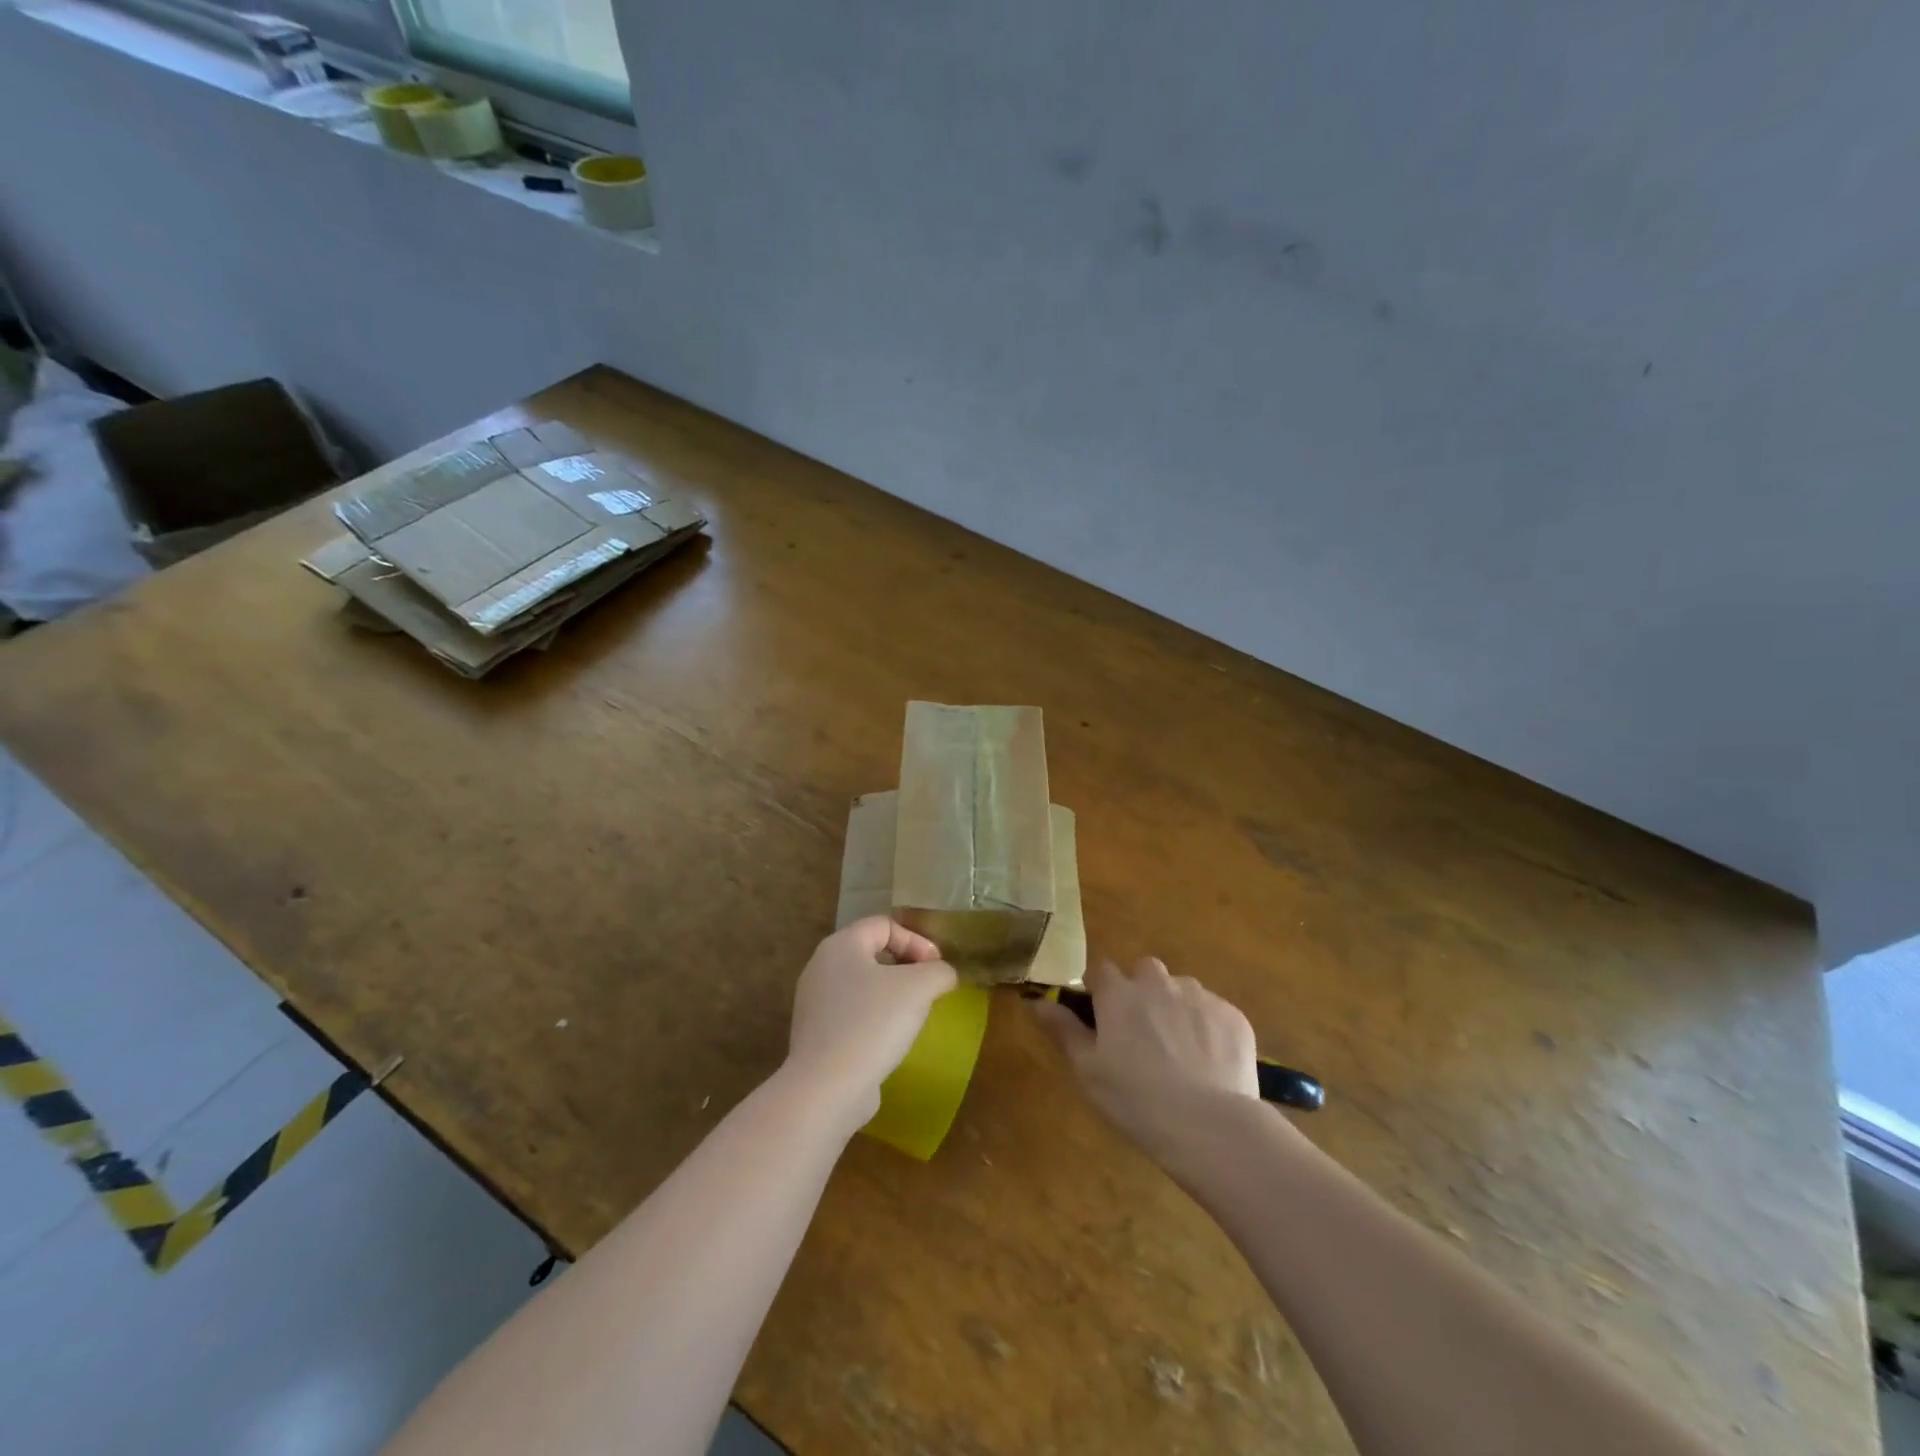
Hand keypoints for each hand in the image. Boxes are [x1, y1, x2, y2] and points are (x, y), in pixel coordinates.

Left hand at [786, 917, 956, 1129]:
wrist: (828, 1087)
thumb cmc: (873, 1023)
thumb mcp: (919, 987)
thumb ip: (938, 971)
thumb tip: (943, 975)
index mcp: (841, 945)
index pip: (884, 924)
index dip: (916, 940)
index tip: (936, 968)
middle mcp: (821, 967)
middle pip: (872, 953)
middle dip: (906, 967)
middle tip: (928, 988)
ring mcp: (814, 1003)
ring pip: (862, 985)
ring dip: (892, 994)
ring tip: (913, 1015)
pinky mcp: (816, 1035)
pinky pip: (852, 1014)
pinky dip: (874, 1019)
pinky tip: (890, 1040)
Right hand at [1033, 958, 1259, 1165]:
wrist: (1210, 1125)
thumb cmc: (1136, 1100)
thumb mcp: (1088, 1070)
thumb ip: (1063, 1029)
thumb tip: (1036, 1000)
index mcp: (1119, 994)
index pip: (1100, 970)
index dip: (1100, 991)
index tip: (1102, 1017)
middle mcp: (1158, 983)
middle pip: (1145, 972)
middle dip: (1142, 992)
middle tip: (1143, 1036)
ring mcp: (1200, 996)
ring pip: (1181, 990)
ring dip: (1175, 1008)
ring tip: (1180, 1053)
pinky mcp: (1233, 1015)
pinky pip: (1213, 1012)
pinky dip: (1208, 1029)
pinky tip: (1209, 1064)